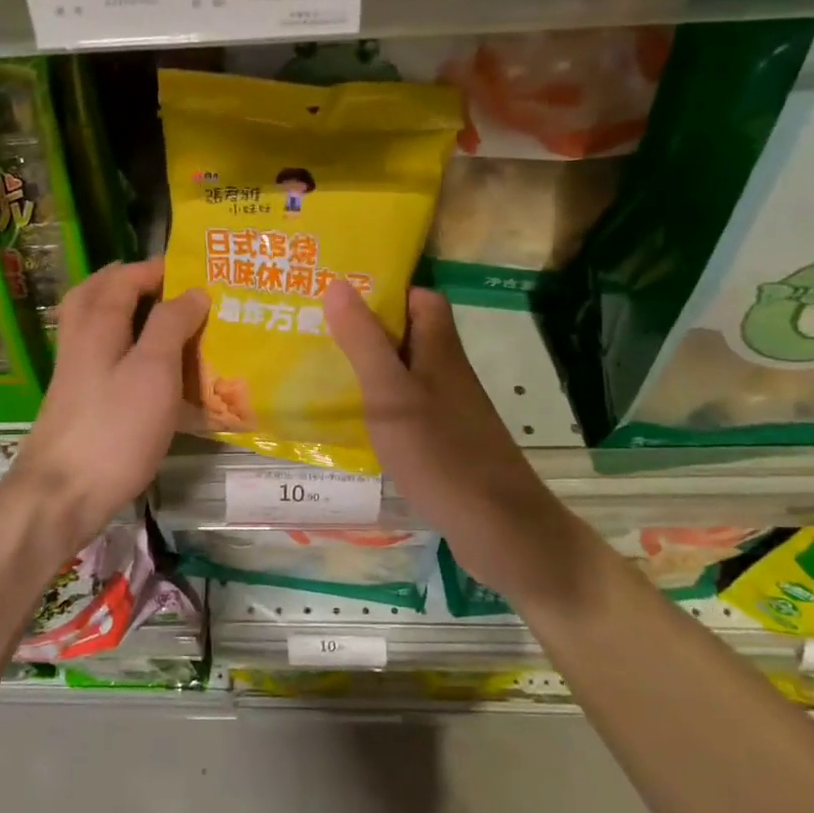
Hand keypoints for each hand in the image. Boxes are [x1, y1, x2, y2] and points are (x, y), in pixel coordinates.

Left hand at [8, 259, 207, 550]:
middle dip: (128, 281)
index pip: (123, 278)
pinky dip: (124, 347)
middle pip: (95, 294)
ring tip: (161, 319)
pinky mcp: (80, 404)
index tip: (192, 269)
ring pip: (96, 326)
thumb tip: (192, 290)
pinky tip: (148, 368)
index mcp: (97, 325)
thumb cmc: (115, 427)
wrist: (63, 494)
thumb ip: (171, 325)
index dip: (156, 268)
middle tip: (164, 284)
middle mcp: (80, 342)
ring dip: (124, 312)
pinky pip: (102, 358)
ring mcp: (75, 375)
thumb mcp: (154, 370)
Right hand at [321, 280, 579, 601]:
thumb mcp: (391, 393)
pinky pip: (406, 409)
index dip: (388, 290)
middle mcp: (447, 373)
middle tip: (315, 330)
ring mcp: (448, 410)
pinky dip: (379, 407)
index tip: (342, 292)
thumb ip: (364, 341)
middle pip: (410, 336)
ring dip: (370, 369)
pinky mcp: (444, 443)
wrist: (498, 527)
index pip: (422, 299)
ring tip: (319, 370)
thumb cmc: (441, 452)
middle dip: (367, 329)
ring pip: (405, 374)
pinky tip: (349, 422)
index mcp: (439, 350)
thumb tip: (338, 285)